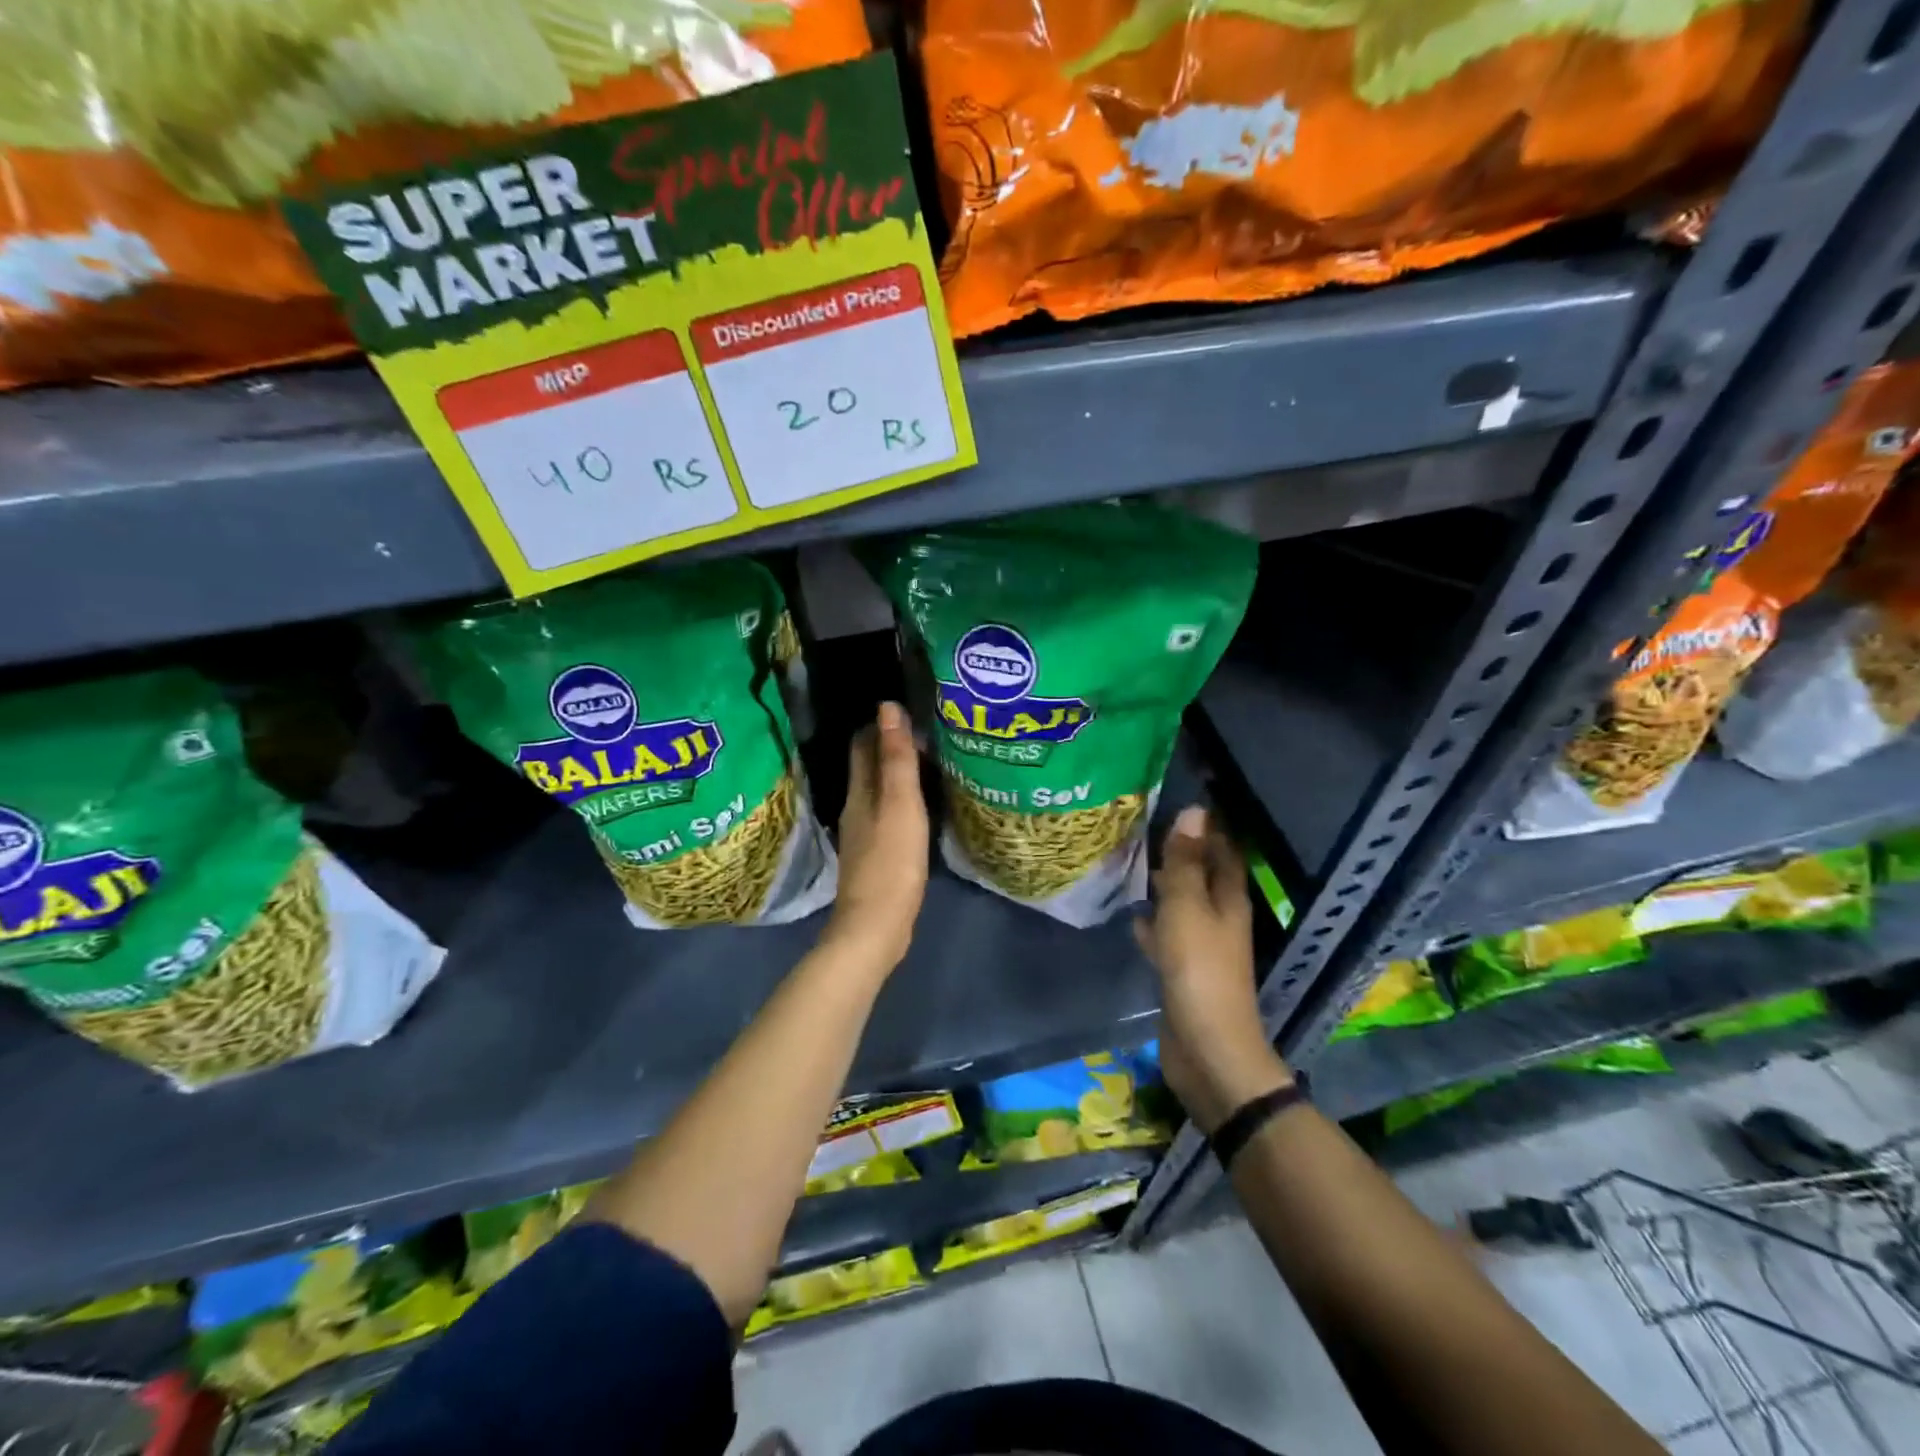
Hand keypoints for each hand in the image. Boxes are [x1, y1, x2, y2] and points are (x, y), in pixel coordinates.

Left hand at [825, 702, 928, 969]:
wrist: (876, 926)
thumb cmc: (891, 861)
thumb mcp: (900, 804)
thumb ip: (896, 758)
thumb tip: (887, 707)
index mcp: (860, 792)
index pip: (863, 745)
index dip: (881, 724)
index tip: (909, 709)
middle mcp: (856, 808)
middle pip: (869, 767)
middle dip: (890, 746)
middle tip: (927, 732)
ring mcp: (864, 835)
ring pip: (879, 792)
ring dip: (897, 775)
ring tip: (929, 763)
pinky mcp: (876, 857)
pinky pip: (888, 816)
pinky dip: (902, 802)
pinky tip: (921, 807)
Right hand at [1135, 806, 1291, 1133]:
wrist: (1206, 1048)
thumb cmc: (1199, 971)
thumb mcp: (1188, 909)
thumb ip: (1186, 863)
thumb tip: (1193, 811)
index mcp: (1228, 899)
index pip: (1222, 849)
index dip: (1206, 825)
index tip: (1178, 798)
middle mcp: (1219, 917)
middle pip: (1202, 874)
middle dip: (1179, 851)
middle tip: (1141, 825)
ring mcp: (1202, 945)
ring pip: (1182, 903)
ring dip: (1163, 884)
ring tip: (1129, 861)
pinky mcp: (1183, 970)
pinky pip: (1167, 934)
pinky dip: (1152, 922)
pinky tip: (1130, 915)